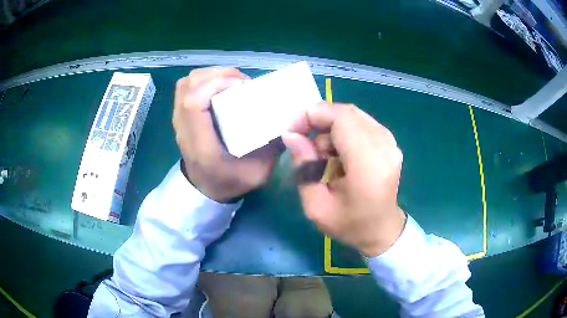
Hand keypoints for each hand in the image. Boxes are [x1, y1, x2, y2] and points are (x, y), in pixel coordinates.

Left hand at [173, 67, 281, 201]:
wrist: (204, 189)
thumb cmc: (229, 182)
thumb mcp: (258, 172)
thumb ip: (272, 147)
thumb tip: (288, 118)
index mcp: (200, 143)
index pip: (194, 103)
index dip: (215, 85)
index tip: (241, 85)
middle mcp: (184, 127)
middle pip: (190, 86)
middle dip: (218, 75)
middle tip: (242, 83)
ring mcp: (178, 120)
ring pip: (186, 83)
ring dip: (210, 75)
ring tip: (232, 82)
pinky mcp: (180, 115)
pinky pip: (186, 88)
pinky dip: (203, 80)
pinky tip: (219, 87)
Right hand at [282, 102, 405, 256]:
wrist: (382, 231)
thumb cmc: (350, 225)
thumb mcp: (316, 206)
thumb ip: (303, 167)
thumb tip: (291, 135)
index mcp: (368, 164)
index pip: (341, 118)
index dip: (312, 116)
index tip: (292, 131)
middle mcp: (384, 146)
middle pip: (347, 112)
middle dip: (318, 120)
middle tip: (301, 140)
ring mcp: (390, 142)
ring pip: (353, 116)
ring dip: (329, 128)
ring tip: (320, 155)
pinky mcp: (390, 142)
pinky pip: (361, 123)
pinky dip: (342, 131)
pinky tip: (336, 154)